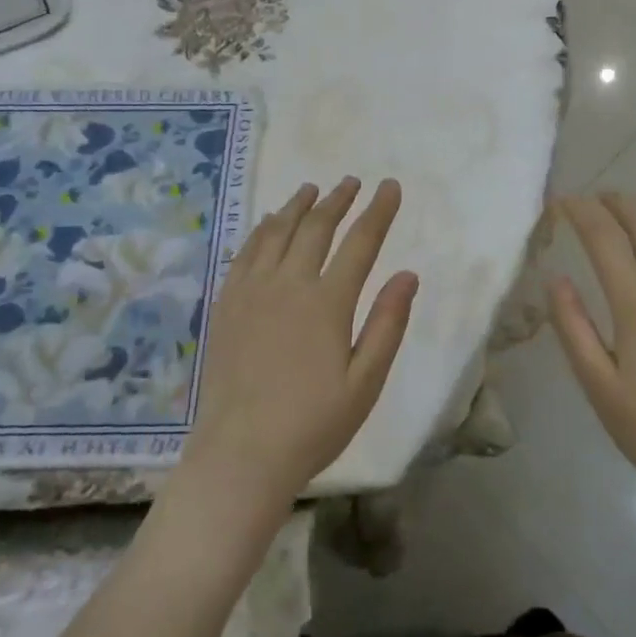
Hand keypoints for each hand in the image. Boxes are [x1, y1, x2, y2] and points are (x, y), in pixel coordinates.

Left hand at [178, 178, 417, 511]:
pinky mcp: (227, 305)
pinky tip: (268, 223)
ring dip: (298, 206)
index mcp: (328, 303)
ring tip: (311, 189)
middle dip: (338, 200)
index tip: (390, 187)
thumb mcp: (365, 382)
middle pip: (316, 228)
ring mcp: (252, 292)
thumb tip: (409, 274)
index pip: (360, 242)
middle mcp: (289, 285)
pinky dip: (261, 230)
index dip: (378, 211)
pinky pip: (245, 253)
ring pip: (277, 232)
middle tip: (352, 182)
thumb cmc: (313, 424)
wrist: (240, 454)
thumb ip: (387, 324)